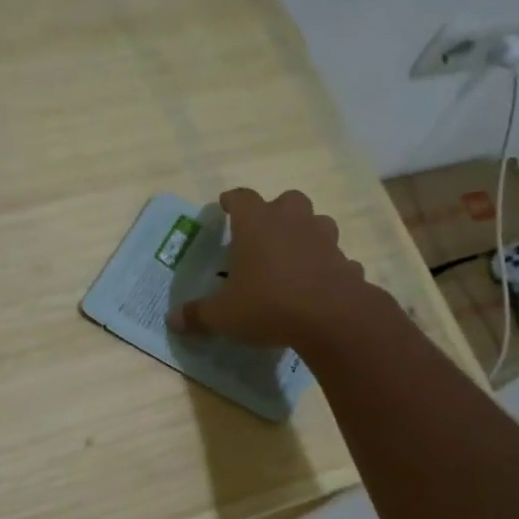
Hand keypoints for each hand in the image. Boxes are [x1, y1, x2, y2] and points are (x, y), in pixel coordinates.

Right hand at [166, 188, 377, 352]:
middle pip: (287, 200)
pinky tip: (320, 284)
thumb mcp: (223, 315)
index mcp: (257, 224)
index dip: (231, 201)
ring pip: (317, 223)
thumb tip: (172, 320)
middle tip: (264, 232)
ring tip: (294, 256)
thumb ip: (197, 315)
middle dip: (276, 212)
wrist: (330, 318)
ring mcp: (324, 240)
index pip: (241, 198)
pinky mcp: (346, 262)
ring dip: (306, 234)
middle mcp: (292, 222)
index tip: (225, 205)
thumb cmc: (267, 304)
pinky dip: (328, 267)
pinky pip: (336, 259)